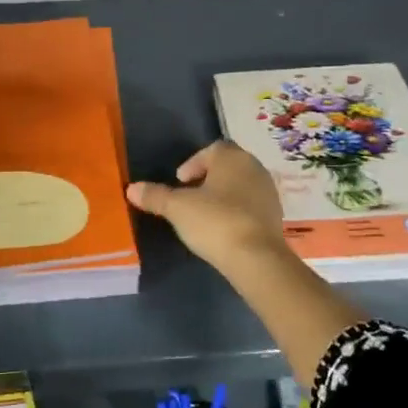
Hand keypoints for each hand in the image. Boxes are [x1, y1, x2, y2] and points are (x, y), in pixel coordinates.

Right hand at [126, 141, 289, 271]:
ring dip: (223, 195)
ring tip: (205, 214)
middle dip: (208, 178)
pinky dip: (237, 211)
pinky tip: (224, 229)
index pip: (212, 149)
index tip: (179, 181)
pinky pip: (251, 205)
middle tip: (189, 195)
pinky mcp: (276, 216)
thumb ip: (155, 196)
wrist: (257, 258)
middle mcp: (254, 168)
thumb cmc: (215, 221)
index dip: (193, 163)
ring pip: (241, 185)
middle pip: (227, 166)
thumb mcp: (178, 208)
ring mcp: (268, 192)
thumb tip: (131, 188)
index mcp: (232, 157)